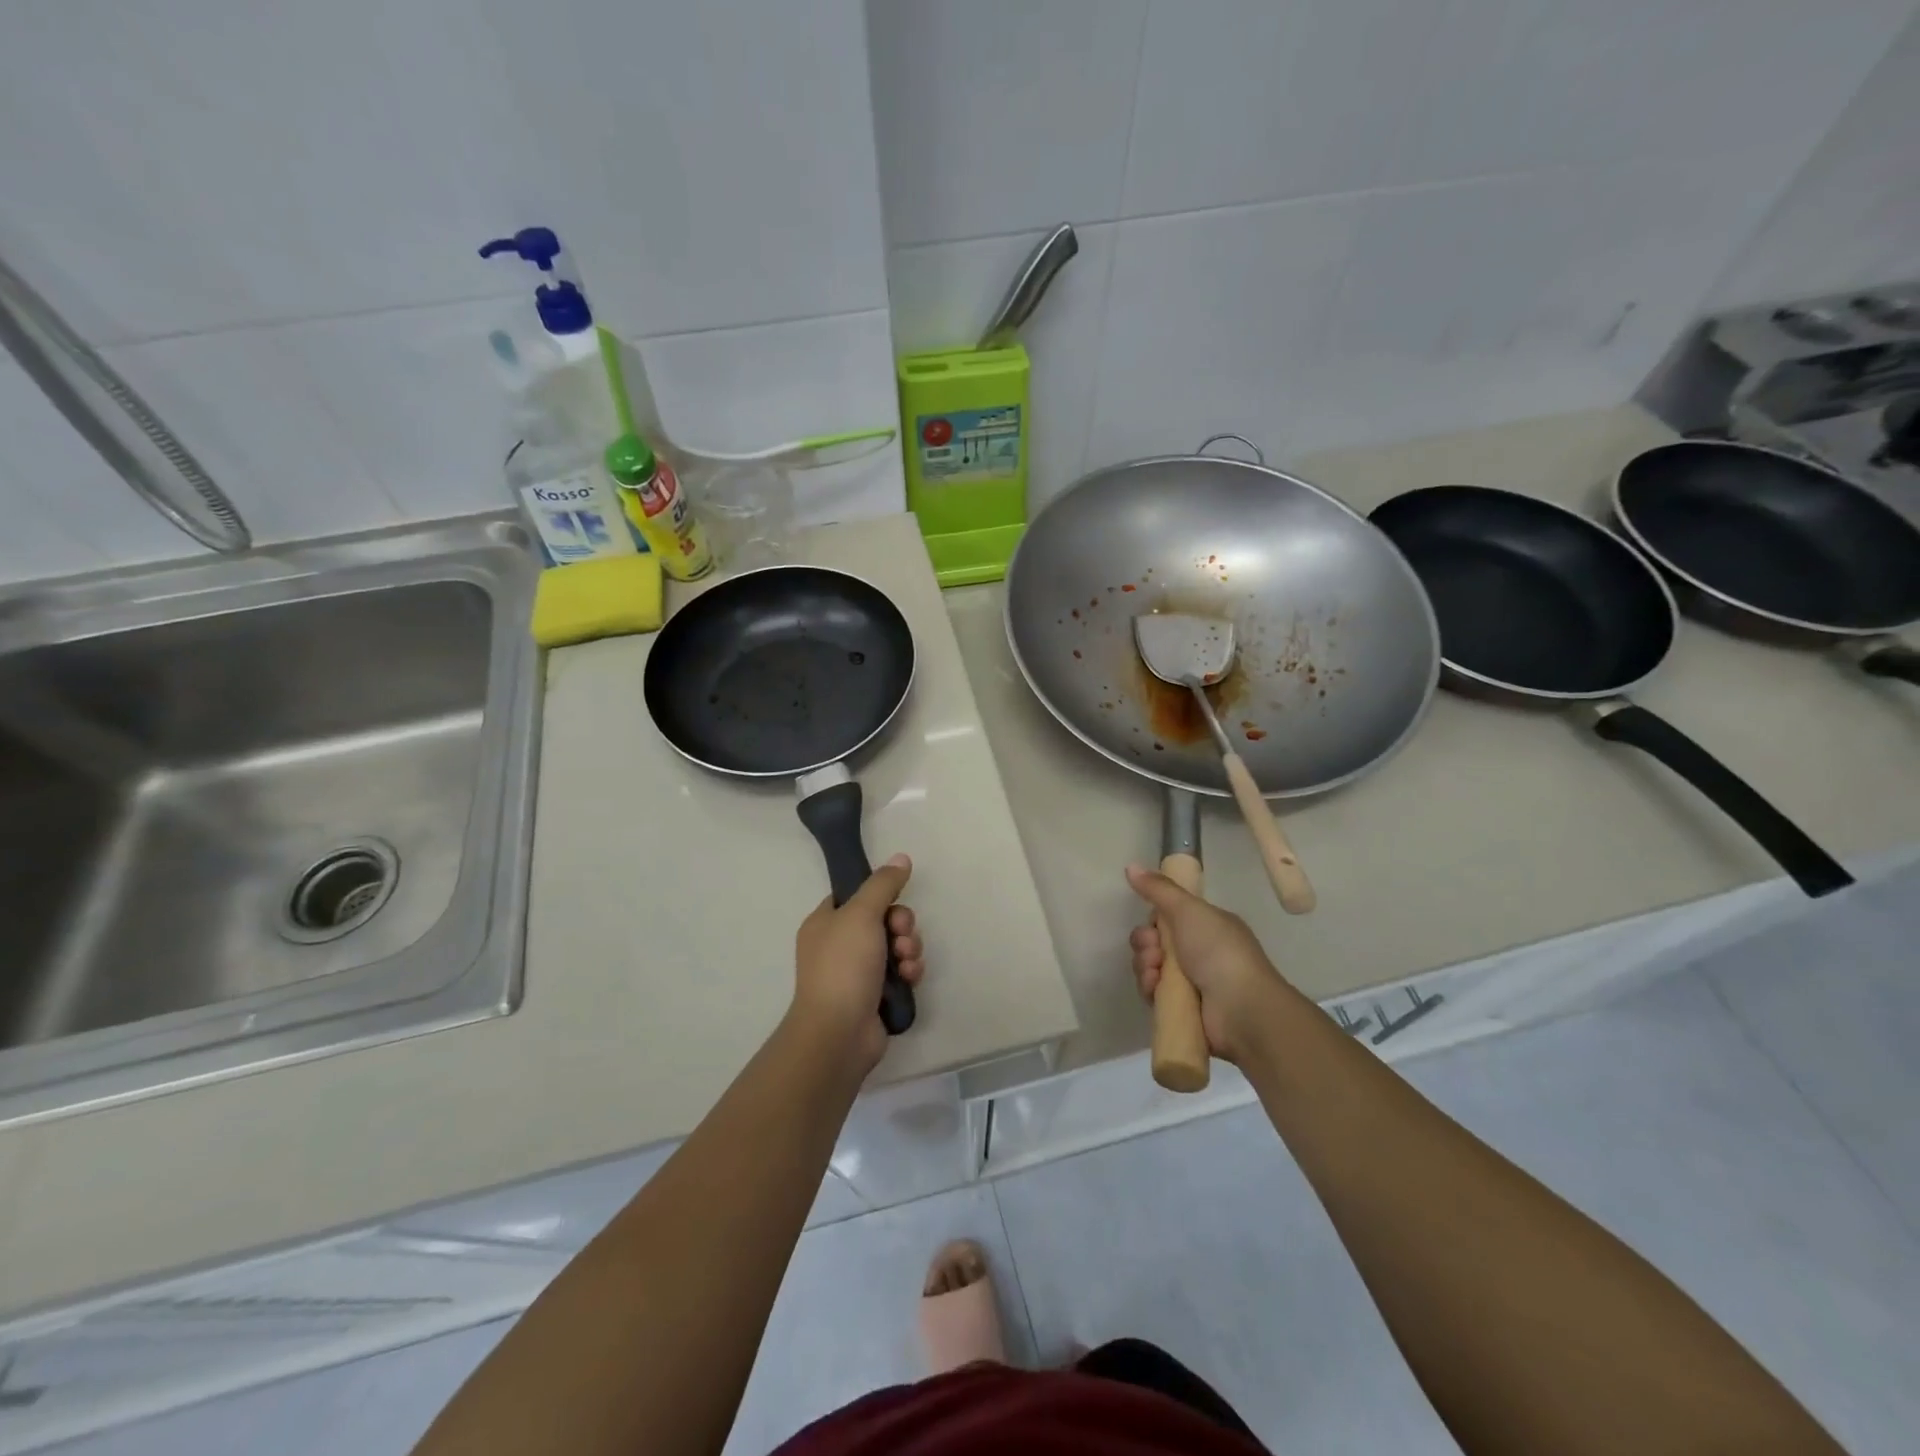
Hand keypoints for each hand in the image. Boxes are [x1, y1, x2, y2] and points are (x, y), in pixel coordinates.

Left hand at [793, 854, 924, 1068]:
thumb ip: (883, 884)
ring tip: (906, 962)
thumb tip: (901, 857)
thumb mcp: (861, 914)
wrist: (839, 1033)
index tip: (893, 901)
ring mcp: (858, 973)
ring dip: (909, 949)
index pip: (856, 896)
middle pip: (883, 919)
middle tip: (901, 935)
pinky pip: (901, 972)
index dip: (879, 896)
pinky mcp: (876, 995)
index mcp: (826, 923)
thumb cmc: (843, 966)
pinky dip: (909, 972)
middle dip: (902, 925)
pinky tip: (909, 979)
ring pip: (896, 946)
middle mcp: (840, 945)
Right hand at [1126, 864, 1286, 1064]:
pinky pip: (1154, 992)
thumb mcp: (1189, 910)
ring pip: (1151, 967)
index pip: (1169, 918)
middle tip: (1154, 950)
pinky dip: (1150, 988)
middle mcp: (1201, 952)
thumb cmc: (1218, 951)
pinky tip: (1155, 988)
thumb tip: (1131, 866)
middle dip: (1145, 944)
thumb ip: (1159, 889)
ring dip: (1145, 966)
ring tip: (1155, 972)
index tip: (1153, 924)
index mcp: (1208, 927)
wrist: (1241, 1009)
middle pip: (1155, 942)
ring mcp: (1192, 982)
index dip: (1154, 920)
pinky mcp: (1183, 1008)